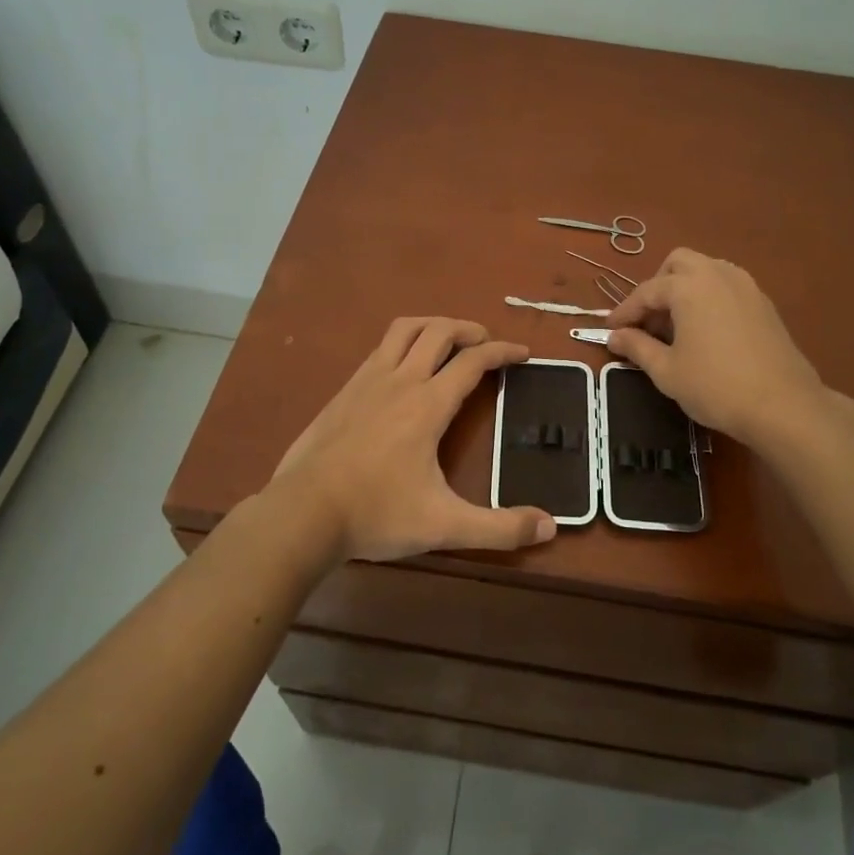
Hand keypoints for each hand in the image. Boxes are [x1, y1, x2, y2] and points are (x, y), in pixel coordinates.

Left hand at [266, 317, 556, 561]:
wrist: (303, 513)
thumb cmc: (376, 514)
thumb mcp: (444, 526)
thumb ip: (499, 528)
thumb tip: (550, 527)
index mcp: (428, 404)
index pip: (473, 361)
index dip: (503, 352)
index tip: (523, 354)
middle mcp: (400, 380)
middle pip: (439, 331)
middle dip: (469, 330)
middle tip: (487, 343)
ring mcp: (367, 381)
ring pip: (405, 330)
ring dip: (433, 326)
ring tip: (448, 340)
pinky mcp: (344, 390)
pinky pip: (380, 348)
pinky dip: (403, 343)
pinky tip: (403, 367)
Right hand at [606, 249, 828, 447]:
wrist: (783, 406)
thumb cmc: (716, 387)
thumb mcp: (667, 371)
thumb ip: (637, 347)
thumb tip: (615, 336)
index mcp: (689, 286)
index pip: (647, 291)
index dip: (625, 311)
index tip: (610, 330)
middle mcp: (717, 274)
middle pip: (678, 264)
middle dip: (657, 286)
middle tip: (648, 321)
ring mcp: (746, 286)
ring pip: (706, 270)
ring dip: (684, 289)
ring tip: (676, 326)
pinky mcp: (764, 303)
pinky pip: (727, 286)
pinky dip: (708, 298)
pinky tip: (705, 331)